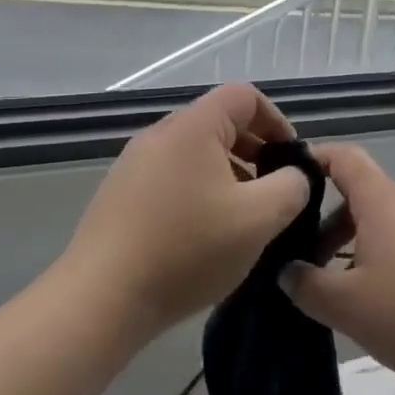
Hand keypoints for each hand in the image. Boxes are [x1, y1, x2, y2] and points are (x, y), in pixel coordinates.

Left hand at [62, 84, 311, 337]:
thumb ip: (291, 187)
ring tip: (243, 219)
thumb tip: (292, 176)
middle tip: (274, 193)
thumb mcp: (258, 219)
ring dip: (229, 176)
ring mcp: (135, 163)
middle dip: (255, 152)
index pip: (245, 97)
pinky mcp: (121, 194)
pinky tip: (205, 235)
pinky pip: (172, 177)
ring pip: (196, 154)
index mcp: (193, 126)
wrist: (102, 298)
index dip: (277, 121)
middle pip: (219, 123)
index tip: (291, 160)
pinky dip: (199, 192)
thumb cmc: (187, 249)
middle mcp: (160, 134)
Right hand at [280, 144, 394, 394]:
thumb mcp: (346, 306)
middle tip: (305, 261)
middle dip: (328, 223)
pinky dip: (386, 261)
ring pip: (385, 224)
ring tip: (342, 291)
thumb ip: (306, 285)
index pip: (344, 157)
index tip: (287, 180)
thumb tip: (286, 271)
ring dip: (356, 247)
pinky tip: (385, 305)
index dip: (314, 159)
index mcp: (382, 202)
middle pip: (362, 196)